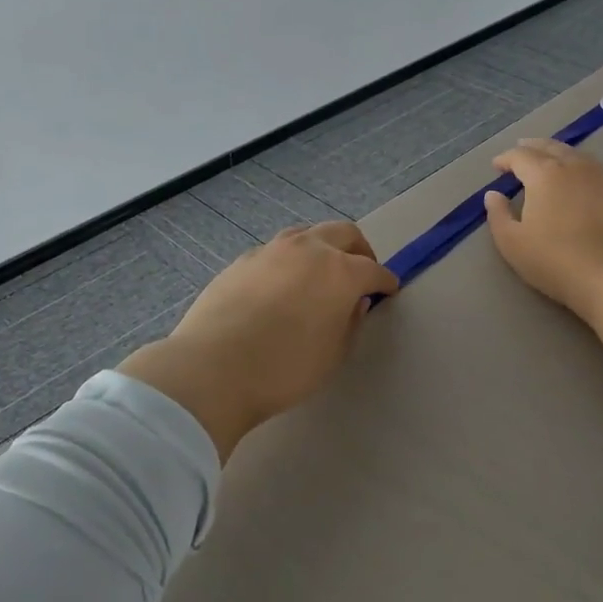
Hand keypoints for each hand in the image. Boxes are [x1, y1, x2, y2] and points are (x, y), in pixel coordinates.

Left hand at [119, 223, 398, 461]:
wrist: (214, 367)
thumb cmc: (285, 368)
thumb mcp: (333, 354)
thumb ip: (350, 323)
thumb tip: (355, 302)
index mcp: (340, 271)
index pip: (373, 269)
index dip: (385, 281)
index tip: (389, 290)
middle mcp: (308, 249)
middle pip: (343, 233)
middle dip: (359, 250)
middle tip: (361, 272)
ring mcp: (272, 250)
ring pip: (307, 234)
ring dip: (322, 248)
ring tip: (320, 273)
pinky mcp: (243, 260)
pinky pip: (276, 251)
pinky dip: (290, 261)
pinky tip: (282, 286)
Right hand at [484, 140, 602, 357]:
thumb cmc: (556, 261)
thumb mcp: (513, 244)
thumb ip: (498, 215)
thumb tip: (494, 195)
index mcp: (544, 175)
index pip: (521, 156)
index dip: (506, 159)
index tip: (497, 166)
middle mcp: (575, 168)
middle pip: (551, 147)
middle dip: (533, 147)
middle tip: (522, 149)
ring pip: (577, 156)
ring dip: (559, 153)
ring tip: (551, 159)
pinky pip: (597, 171)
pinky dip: (581, 168)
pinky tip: (581, 181)